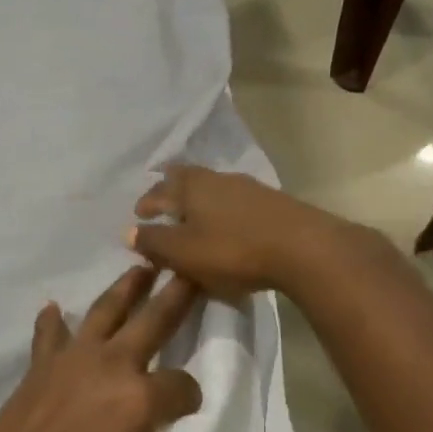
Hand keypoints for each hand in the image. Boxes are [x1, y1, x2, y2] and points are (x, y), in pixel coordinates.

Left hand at [0, 265, 203, 431]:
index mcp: (140, 398)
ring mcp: (71, 360)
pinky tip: (54, 308)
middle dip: (176, 294)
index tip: (189, 410)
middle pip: (152, 321)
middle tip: (189, 268)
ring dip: (125, 288)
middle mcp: (110, 365)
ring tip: (140, 267)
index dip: (192, 398)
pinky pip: (49, 334)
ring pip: (104, 311)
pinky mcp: (40, 366)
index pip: (183, 386)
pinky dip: (52, 320)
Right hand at [126, 165, 351, 301]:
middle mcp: (216, 179)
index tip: (139, 214)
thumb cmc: (233, 250)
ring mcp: (247, 187)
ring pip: (212, 189)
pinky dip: (221, 210)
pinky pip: (234, 201)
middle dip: (170, 191)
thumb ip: (154, 242)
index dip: (146, 203)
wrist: (304, 248)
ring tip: (192, 217)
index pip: (159, 190)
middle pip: (187, 179)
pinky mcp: (272, 202)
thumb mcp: (184, 252)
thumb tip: (128, 232)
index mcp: (190, 187)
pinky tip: (226, 225)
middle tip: (162, 205)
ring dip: (197, 201)